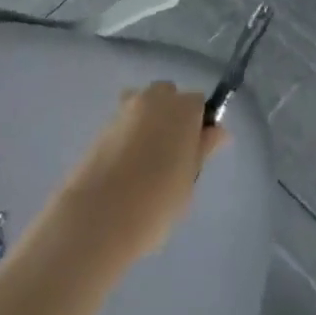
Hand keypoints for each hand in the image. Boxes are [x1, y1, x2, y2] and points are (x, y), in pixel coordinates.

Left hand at [51, 83, 225, 264]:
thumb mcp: (188, 180)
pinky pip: (124, 123)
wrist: (98, 217)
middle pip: (168, 97)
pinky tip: (127, 166)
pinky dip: (130, 135)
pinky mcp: (101, 127)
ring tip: (147, 160)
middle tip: (173, 154)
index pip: (198, 103)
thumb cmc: (156, 202)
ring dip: (149, 122)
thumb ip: (202, 151)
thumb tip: (217, 131)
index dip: (199, 125)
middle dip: (173, 116)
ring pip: (143, 106)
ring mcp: (124, 110)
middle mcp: (154, 99)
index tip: (197, 152)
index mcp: (182, 108)